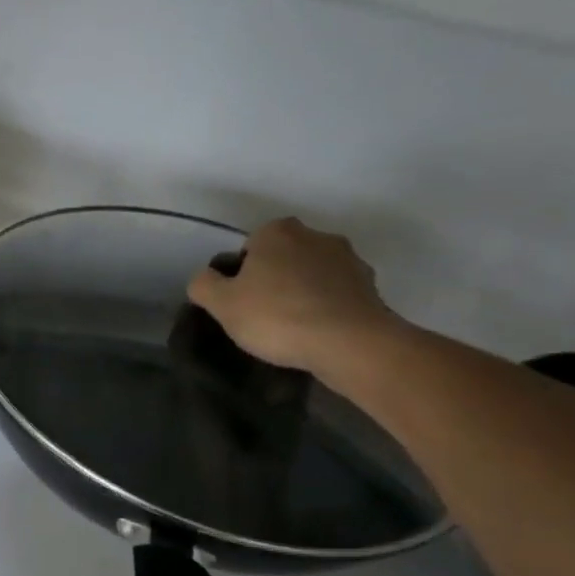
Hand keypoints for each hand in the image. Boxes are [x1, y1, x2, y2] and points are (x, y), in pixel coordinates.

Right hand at [187, 217, 401, 383]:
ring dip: (303, 291)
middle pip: (284, 257)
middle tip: (264, 314)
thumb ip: (203, 284)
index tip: (242, 300)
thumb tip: (205, 278)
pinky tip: (318, 332)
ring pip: (313, 274)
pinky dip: (327, 307)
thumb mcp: (222, 304)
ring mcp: (349, 259)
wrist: (349, 343)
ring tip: (294, 327)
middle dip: (275, 278)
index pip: (250, 246)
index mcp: (277, 232)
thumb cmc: (278, 316)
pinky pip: (337, 293)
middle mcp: (316, 235)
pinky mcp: (371, 286)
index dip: (242, 273)